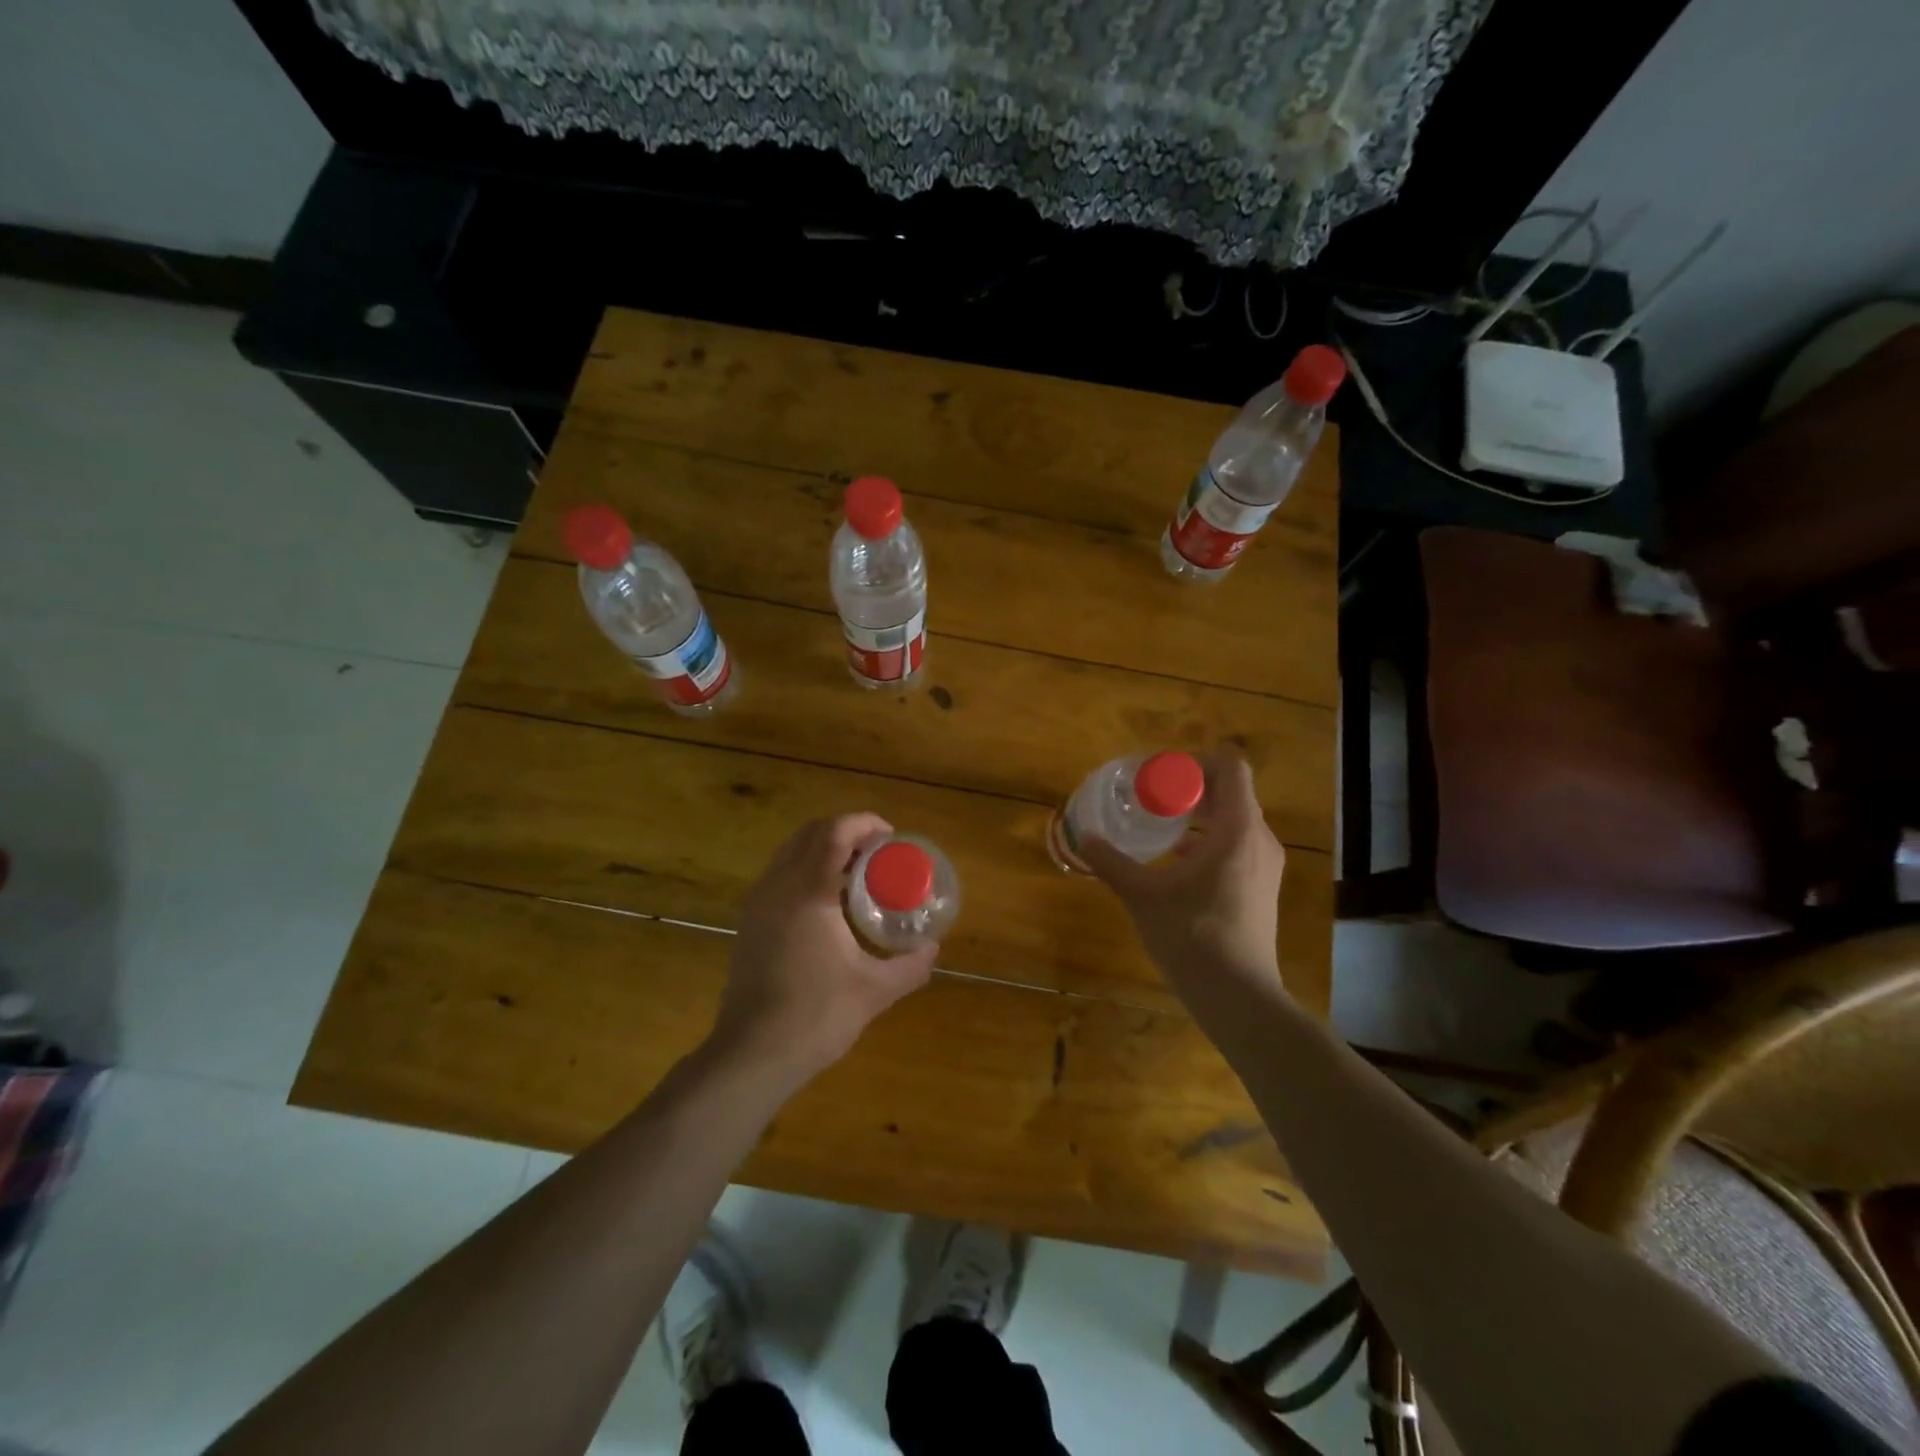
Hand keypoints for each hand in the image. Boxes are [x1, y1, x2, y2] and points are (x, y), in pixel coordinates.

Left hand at [712, 814, 939, 1082]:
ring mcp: (758, 902)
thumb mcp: (874, 991)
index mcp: (808, 892)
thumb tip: (933, 948)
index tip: (891, 837)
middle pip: (811, 833)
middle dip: (846, 831)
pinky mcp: (750, 921)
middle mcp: (778, 885)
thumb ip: (909, 966)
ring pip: (791, 851)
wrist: (752, 1054)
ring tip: (857, 873)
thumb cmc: (815, 1017)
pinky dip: (806, 868)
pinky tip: (828, 902)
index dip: (865, 824)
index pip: (835, 832)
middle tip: (878, 852)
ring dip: (824, 848)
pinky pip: (780, 873)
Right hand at [1079, 751, 1286, 997]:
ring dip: (1200, 814)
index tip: (1160, 773)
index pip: (1230, 767)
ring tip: (1161, 822)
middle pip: (1231, 792)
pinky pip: (1237, 844)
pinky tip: (1176, 858)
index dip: (1195, 761)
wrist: (1237, 996)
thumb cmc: (1192, 936)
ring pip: (1235, 820)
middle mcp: (1259, 839)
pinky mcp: (1261, 887)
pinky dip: (1209, 839)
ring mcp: (1265, 865)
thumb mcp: (1143, 896)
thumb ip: (1112, 863)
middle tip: (1151, 794)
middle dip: (1191, 787)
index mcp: (1238, 829)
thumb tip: (1084, 838)